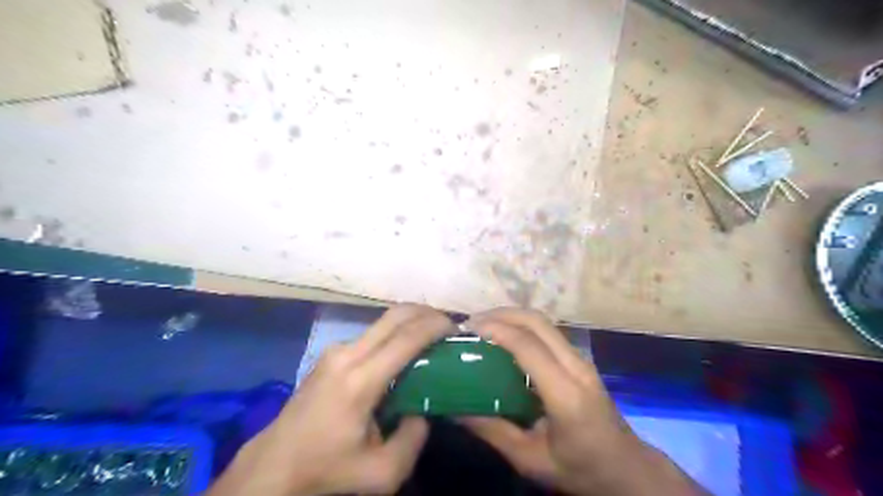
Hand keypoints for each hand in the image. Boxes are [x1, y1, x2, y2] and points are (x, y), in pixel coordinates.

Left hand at [208, 304, 454, 495]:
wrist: (274, 464)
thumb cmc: (327, 469)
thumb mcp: (381, 473)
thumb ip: (414, 439)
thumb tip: (425, 409)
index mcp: (360, 381)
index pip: (406, 338)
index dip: (435, 326)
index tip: (457, 328)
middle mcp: (347, 354)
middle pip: (395, 316)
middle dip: (427, 313)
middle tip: (449, 326)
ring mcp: (336, 350)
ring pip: (383, 321)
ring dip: (411, 322)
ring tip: (432, 337)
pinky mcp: (331, 353)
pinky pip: (372, 334)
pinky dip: (396, 333)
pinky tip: (405, 351)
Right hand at [463, 308, 704, 495]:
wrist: (628, 469)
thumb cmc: (581, 469)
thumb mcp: (531, 460)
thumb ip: (493, 432)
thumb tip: (455, 409)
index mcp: (566, 394)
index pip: (528, 347)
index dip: (497, 330)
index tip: (468, 329)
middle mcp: (576, 367)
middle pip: (537, 322)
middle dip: (501, 314)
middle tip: (471, 323)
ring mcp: (581, 360)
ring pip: (544, 322)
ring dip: (512, 316)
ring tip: (483, 325)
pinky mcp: (580, 360)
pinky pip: (548, 332)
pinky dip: (522, 326)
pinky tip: (505, 338)